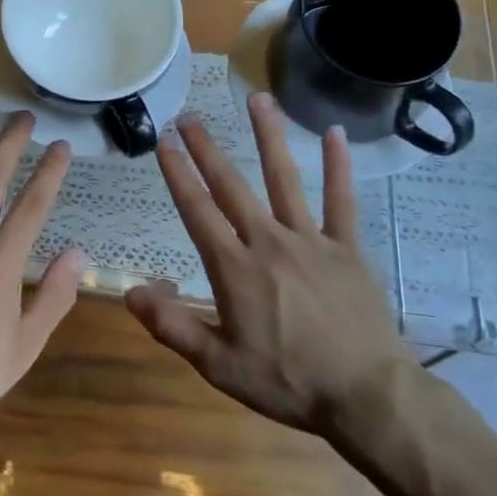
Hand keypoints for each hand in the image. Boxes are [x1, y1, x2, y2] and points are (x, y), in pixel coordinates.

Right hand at [126, 93, 421, 446]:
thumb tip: (130, 292)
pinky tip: (336, 134)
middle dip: (206, 149)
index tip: (163, 143)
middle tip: (189, 116)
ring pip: (284, 178)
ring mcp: (311, 240)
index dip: (177, 174)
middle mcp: (268, 241)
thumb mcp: (220, 365)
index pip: (197, 210)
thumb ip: (173, 326)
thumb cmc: (288, 383)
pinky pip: (342, 201)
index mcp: (234, 268)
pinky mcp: (347, 248)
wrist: (366, 396)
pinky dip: (338, 167)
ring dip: (268, 137)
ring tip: (257, 99)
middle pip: (231, 185)